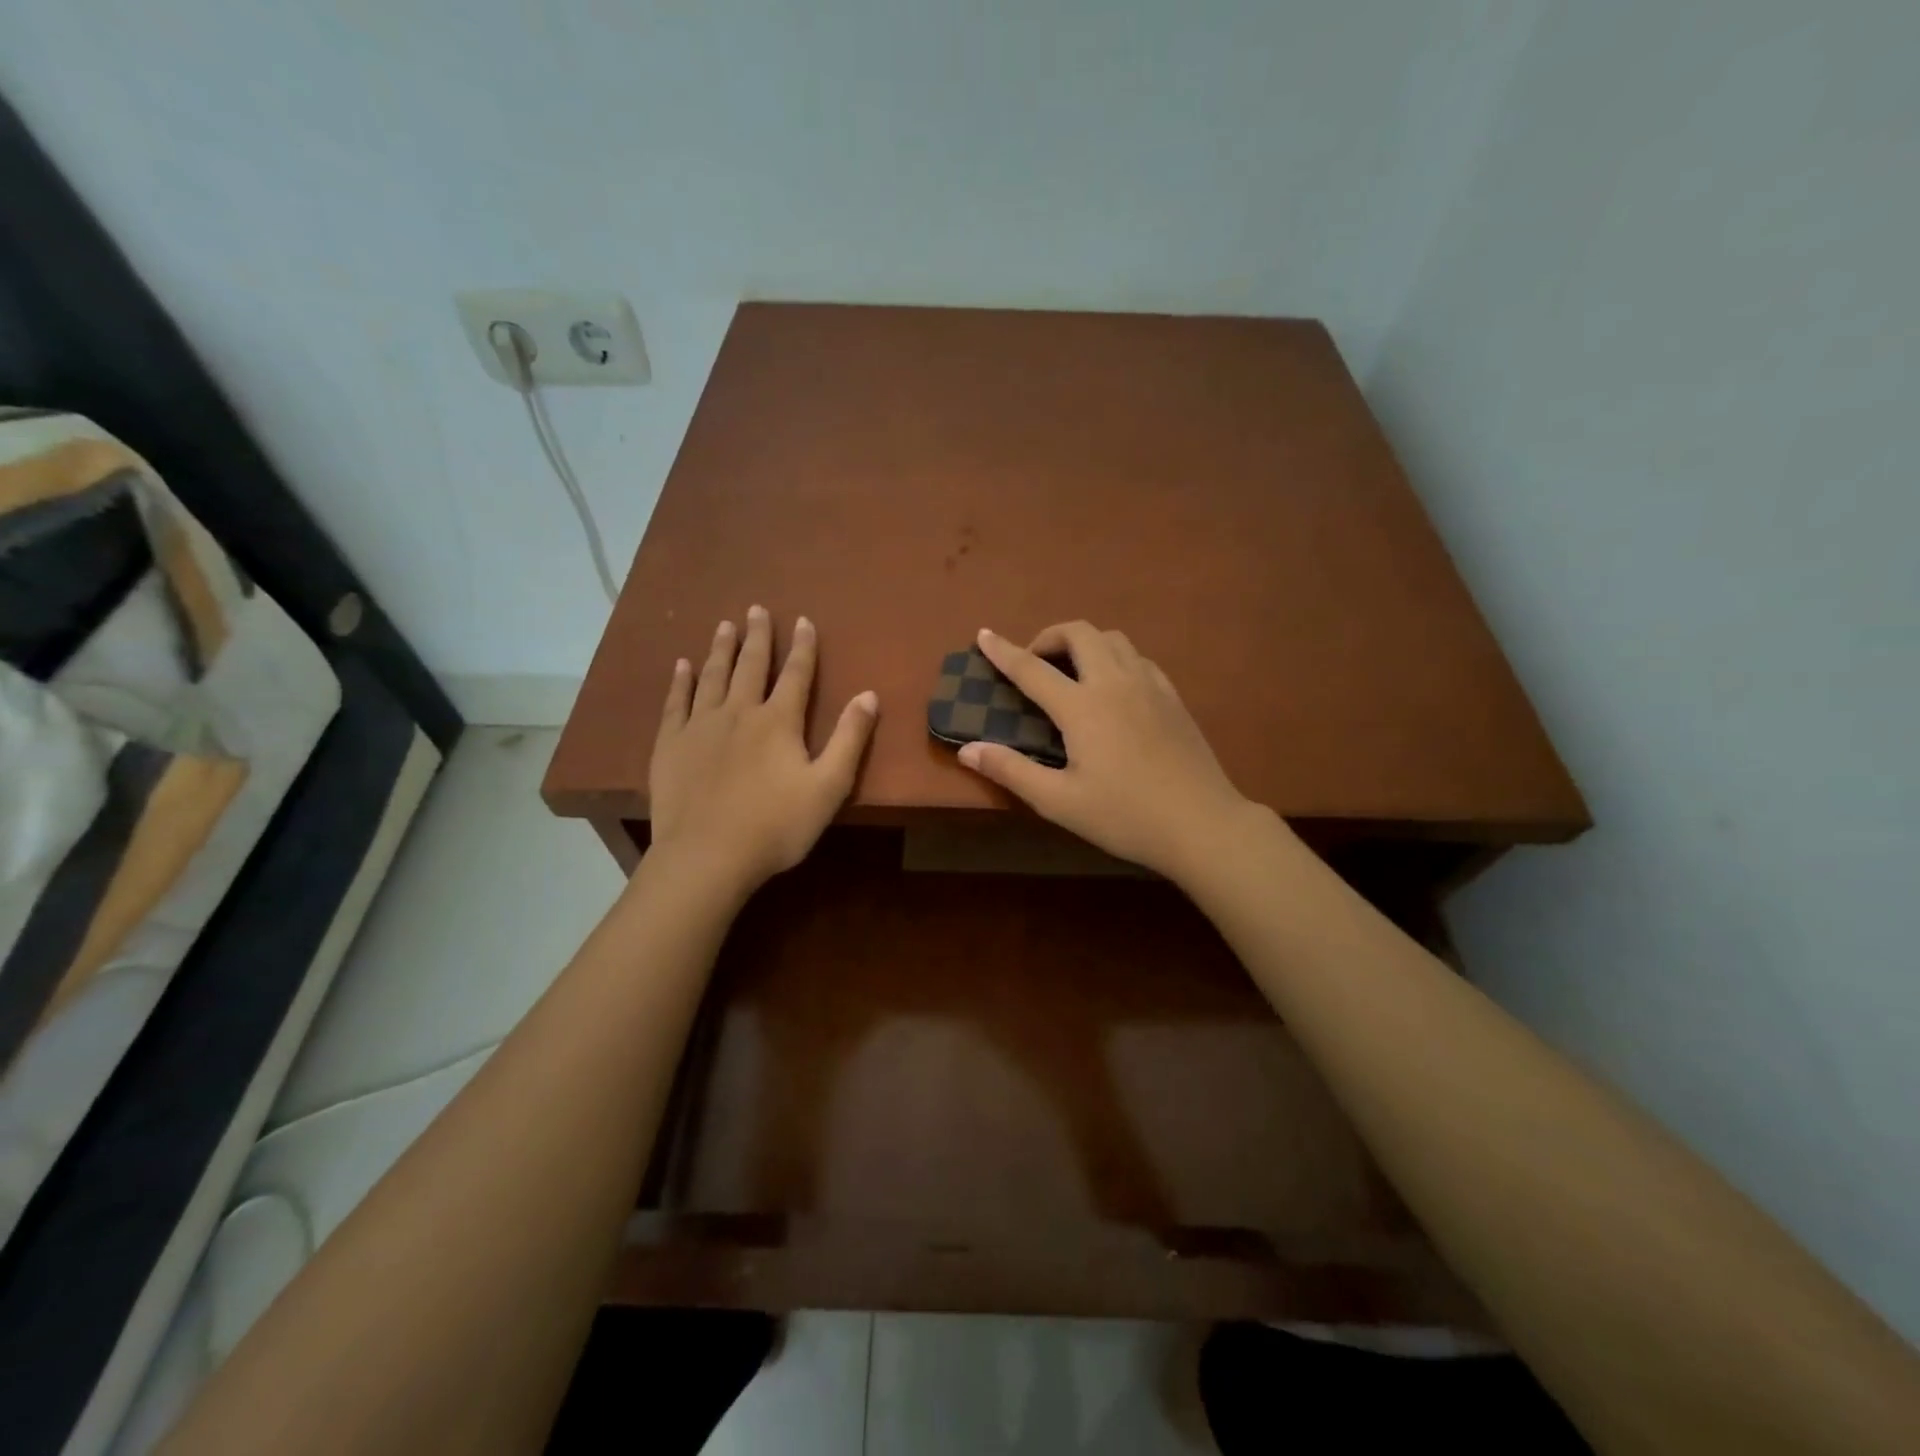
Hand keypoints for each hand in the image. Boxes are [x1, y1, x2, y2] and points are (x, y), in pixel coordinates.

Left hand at [648, 607, 877, 897]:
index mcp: (778, 721)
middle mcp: (739, 712)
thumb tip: (869, 695)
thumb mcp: (829, 786)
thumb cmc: (776, 826)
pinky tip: (682, 665)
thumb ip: (849, 739)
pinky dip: (680, 681)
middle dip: (757, 636)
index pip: (795, 674)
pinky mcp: (671, 745)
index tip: (802, 620)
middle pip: (750, 665)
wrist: (708, 856)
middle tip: (755, 608)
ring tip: (724, 625)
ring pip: (712, 676)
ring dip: (720, 648)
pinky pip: (676, 702)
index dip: (802, 646)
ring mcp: (700, 726)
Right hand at [959, 623, 1260, 882]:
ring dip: (1084, 643)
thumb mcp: (1059, 801)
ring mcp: (1149, 685)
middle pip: (1079, 633)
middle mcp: (1115, 683)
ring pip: (1113, 639)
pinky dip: (1115, 658)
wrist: (1201, 824)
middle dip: (1049, 637)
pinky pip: (1138, 658)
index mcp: (1083, 706)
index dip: (1003, 651)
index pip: (1032, 668)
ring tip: (1071, 672)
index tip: (984, 634)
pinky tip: (1114, 688)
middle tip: (1035, 663)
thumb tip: (967, 748)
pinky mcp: (1173, 697)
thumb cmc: (1125, 816)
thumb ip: (1011, 770)